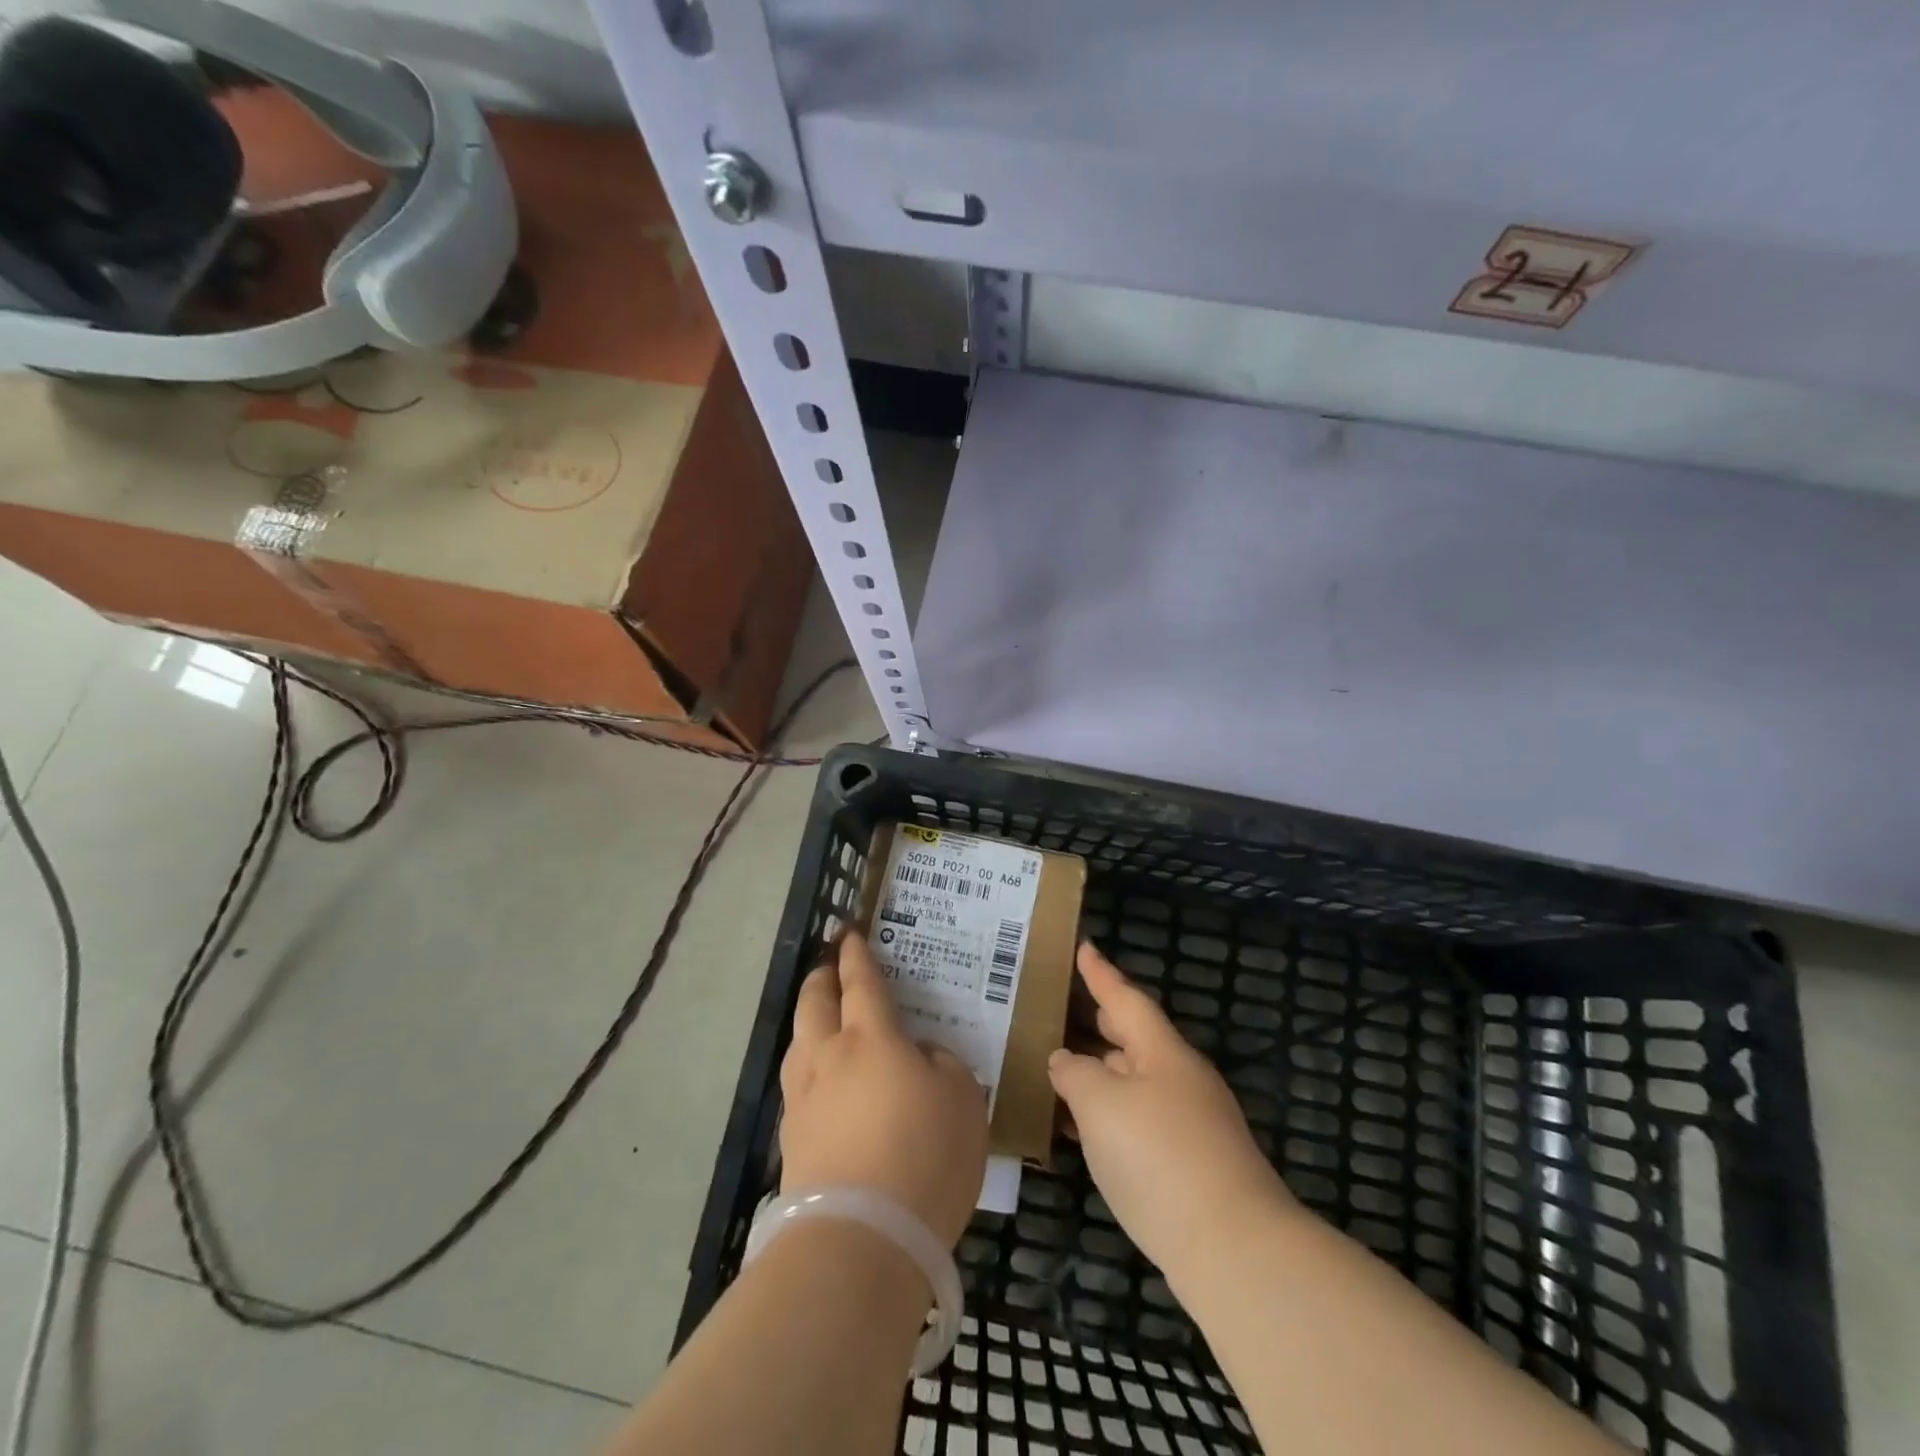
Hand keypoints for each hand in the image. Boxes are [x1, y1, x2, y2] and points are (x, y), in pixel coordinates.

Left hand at [779, 933, 989, 1248]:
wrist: (860, 1240)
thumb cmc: (923, 1155)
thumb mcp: (963, 1099)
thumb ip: (942, 1063)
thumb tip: (919, 1056)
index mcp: (871, 1038)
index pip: (861, 982)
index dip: (856, 954)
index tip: (848, 933)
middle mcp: (828, 1057)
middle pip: (814, 1002)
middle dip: (821, 977)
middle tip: (829, 964)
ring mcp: (803, 1099)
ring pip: (798, 1042)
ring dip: (808, 1020)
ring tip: (820, 1018)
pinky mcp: (791, 1141)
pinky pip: (798, 1085)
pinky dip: (809, 1068)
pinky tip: (822, 1084)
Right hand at [1048, 943, 1292, 1277]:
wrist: (1232, 1249)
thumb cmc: (1159, 1157)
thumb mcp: (1100, 1105)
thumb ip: (1075, 1073)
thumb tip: (1065, 1060)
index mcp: (1162, 1052)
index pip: (1124, 998)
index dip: (1100, 973)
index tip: (1084, 946)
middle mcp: (1179, 1078)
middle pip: (1132, 1037)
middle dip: (1097, 1022)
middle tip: (1061, 1007)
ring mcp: (1189, 1123)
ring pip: (1133, 1081)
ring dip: (1098, 1072)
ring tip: (1057, 1067)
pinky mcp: (1189, 1164)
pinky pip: (1138, 1119)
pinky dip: (1107, 1114)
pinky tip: (1080, 1131)